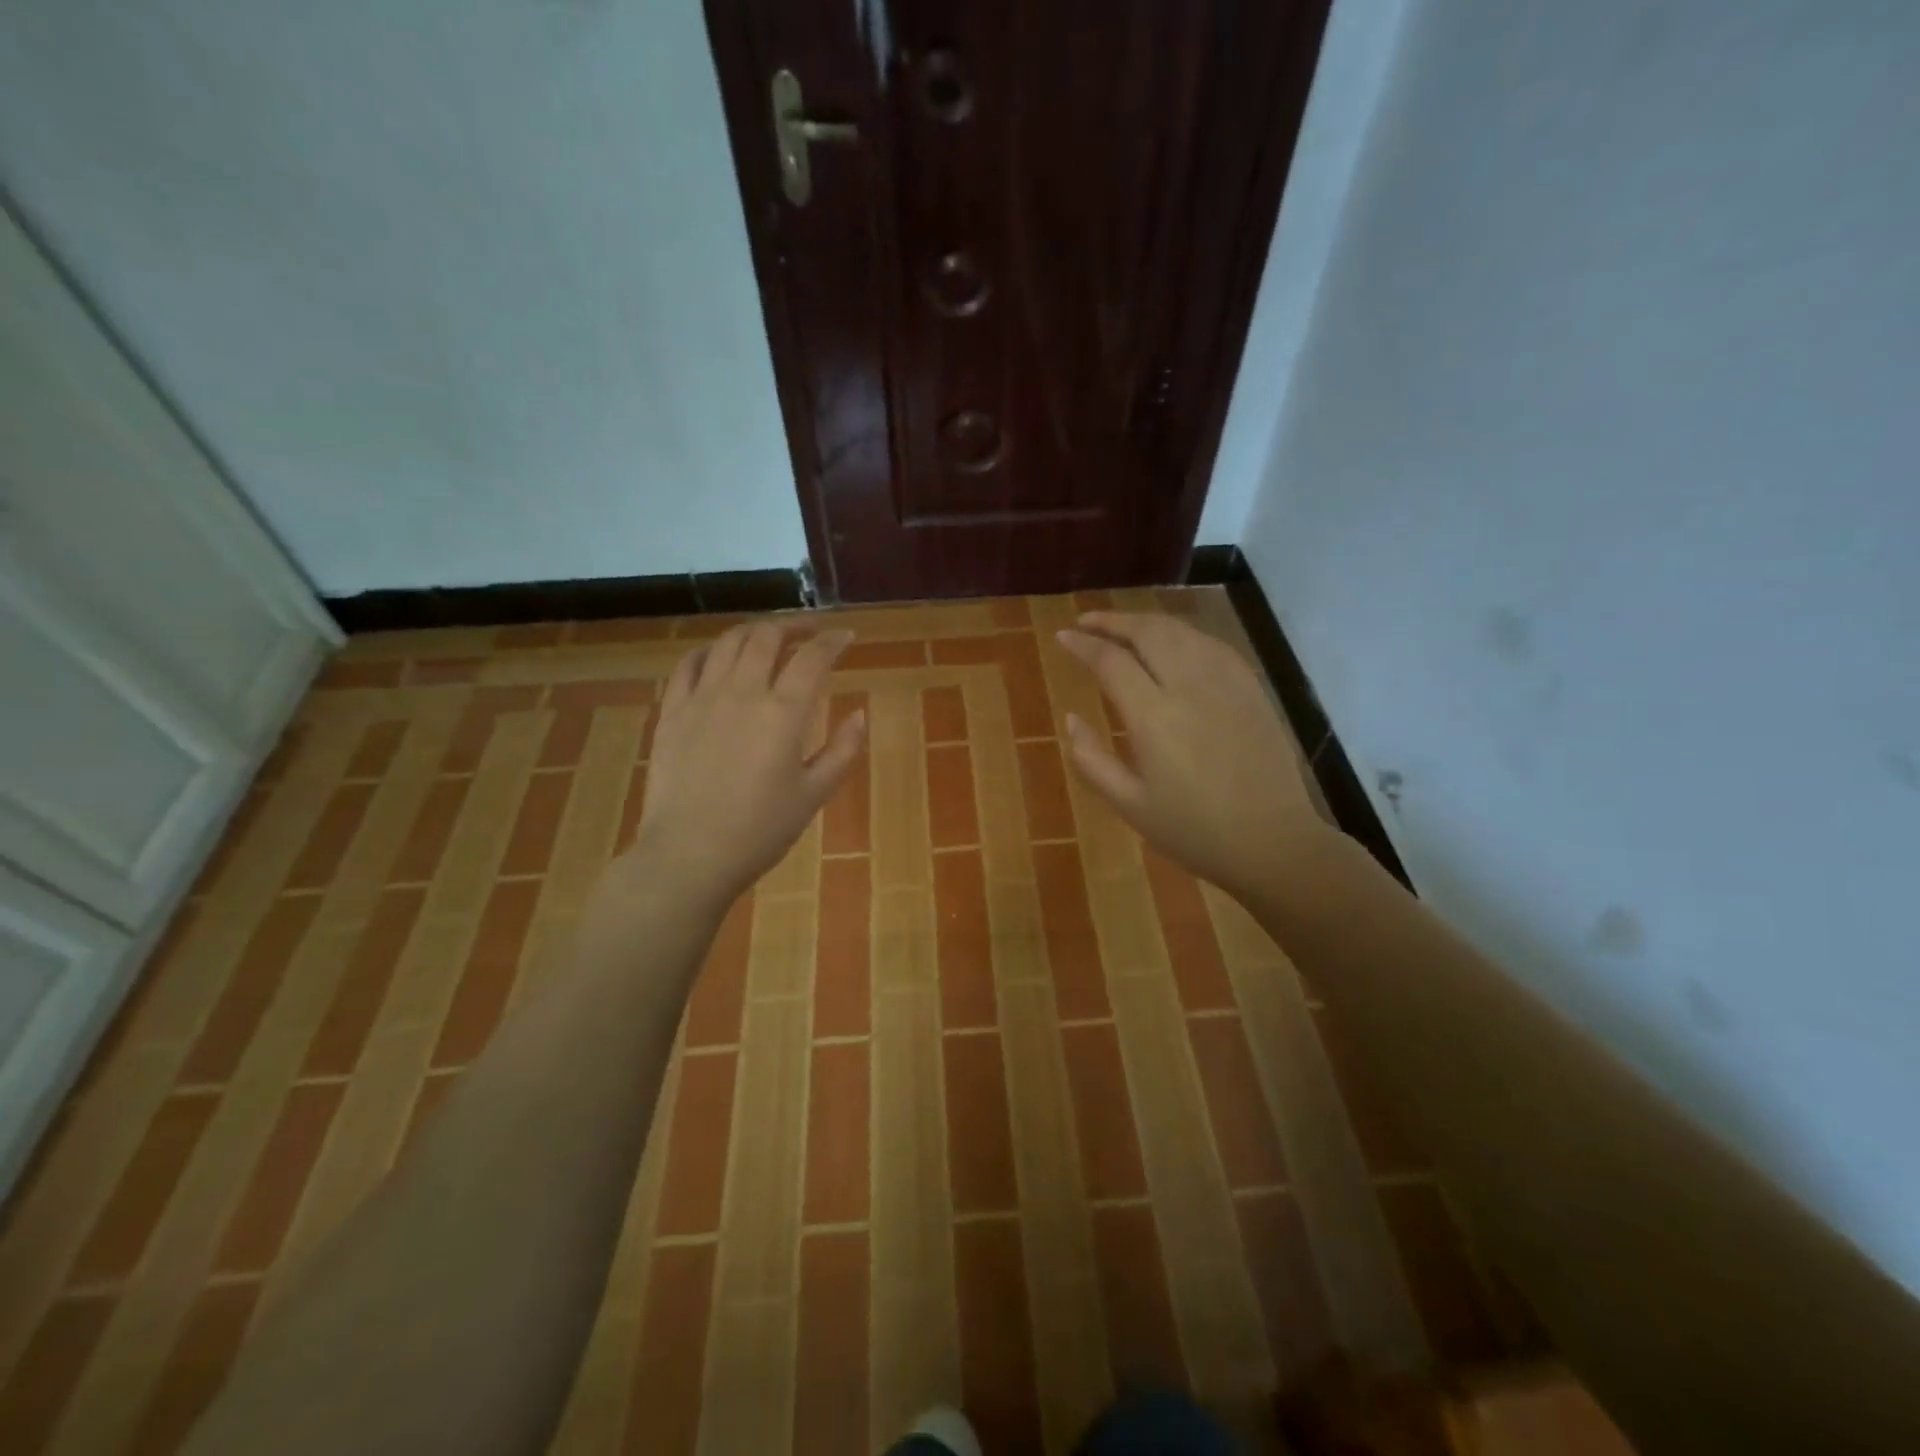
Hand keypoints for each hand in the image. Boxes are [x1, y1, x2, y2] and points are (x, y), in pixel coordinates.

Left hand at [627, 621, 865, 909]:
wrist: (690, 855)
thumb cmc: (760, 830)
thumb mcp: (814, 795)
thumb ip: (843, 751)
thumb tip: (860, 715)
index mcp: (783, 712)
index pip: (813, 657)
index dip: (833, 640)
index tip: (846, 636)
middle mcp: (742, 692)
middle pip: (767, 637)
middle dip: (794, 625)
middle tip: (810, 630)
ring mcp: (701, 698)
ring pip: (727, 642)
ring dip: (754, 632)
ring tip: (768, 638)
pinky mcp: (672, 712)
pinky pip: (688, 665)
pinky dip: (709, 651)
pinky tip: (717, 657)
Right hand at [1057, 612, 1327, 900]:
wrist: (1273, 841)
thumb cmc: (1193, 831)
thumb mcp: (1129, 804)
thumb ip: (1092, 759)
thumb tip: (1071, 719)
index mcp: (1154, 717)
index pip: (1111, 661)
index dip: (1083, 644)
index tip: (1063, 637)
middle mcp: (1189, 686)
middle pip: (1147, 632)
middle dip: (1112, 621)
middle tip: (1087, 622)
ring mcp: (1226, 683)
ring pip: (1181, 631)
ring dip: (1146, 623)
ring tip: (1123, 629)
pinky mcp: (1251, 688)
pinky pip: (1211, 644)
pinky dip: (1182, 634)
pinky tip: (1172, 644)